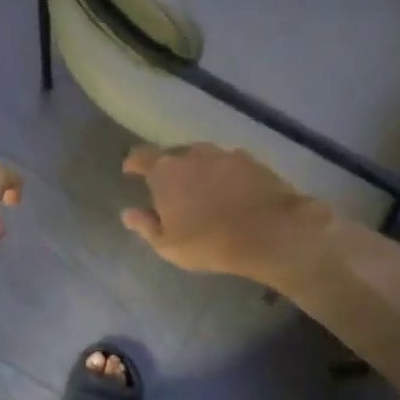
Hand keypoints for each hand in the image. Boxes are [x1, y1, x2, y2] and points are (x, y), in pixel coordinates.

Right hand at [121, 143, 327, 280]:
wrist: (271, 232)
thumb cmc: (209, 242)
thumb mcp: (168, 245)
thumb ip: (146, 226)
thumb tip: (128, 213)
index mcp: (165, 172)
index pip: (142, 157)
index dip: (134, 163)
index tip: (130, 171)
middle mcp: (192, 155)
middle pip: (174, 155)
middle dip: (169, 168)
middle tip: (170, 188)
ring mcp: (225, 155)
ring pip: (203, 157)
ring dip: (198, 169)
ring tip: (201, 188)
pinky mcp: (253, 161)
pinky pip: (229, 164)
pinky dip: (224, 174)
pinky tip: (230, 191)